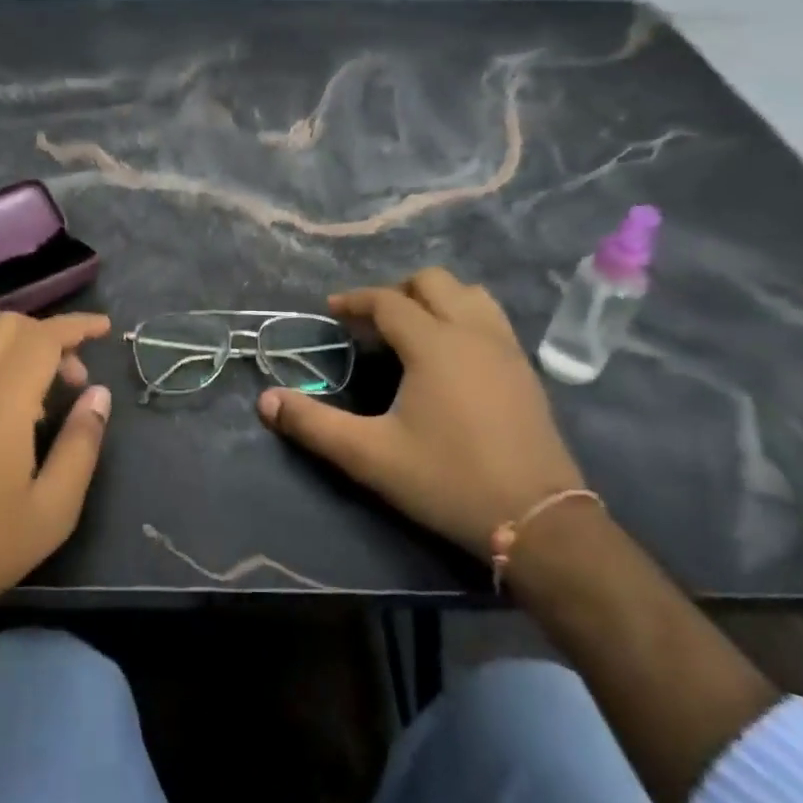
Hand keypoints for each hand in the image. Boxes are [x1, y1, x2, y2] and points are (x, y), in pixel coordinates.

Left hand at [0, 311, 112, 641]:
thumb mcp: (52, 510)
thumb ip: (81, 444)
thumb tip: (99, 395)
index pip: (43, 337)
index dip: (77, 325)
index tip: (105, 329)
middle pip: (7, 326)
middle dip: (48, 334)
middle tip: (74, 378)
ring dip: (18, 353)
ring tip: (42, 403)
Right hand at [257, 267, 584, 556]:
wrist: (537, 519)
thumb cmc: (448, 480)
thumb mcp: (370, 456)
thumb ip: (313, 424)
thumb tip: (265, 400)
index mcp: (434, 344)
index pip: (388, 301)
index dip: (356, 300)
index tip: (332, 311)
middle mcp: (473, 332)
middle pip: (433, 282)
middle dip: (397, 291)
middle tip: (372, 323)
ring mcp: (506, 348)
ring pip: (470, 294)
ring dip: (436, 299)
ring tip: (413, 330)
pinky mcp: (525, 370)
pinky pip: (491, 319)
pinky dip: (464, 316)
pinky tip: (452, 356)